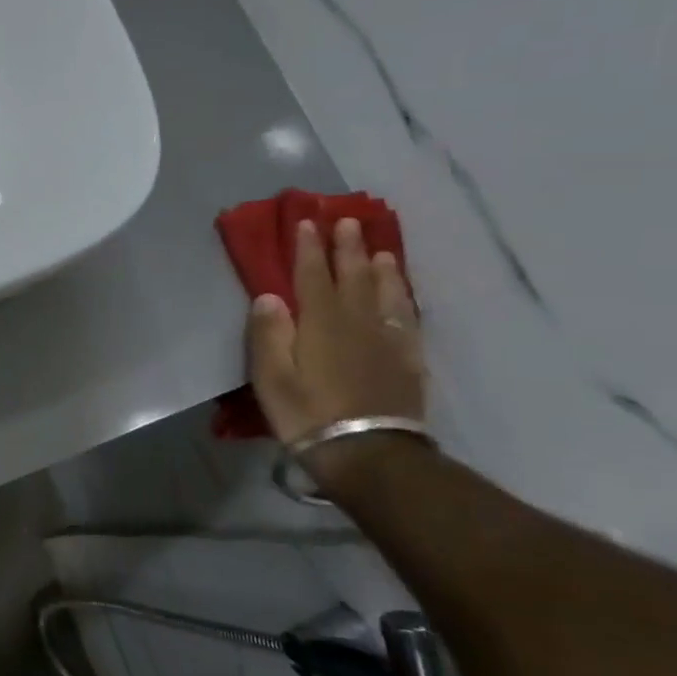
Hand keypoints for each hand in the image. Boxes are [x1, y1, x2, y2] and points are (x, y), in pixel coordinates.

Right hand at [247, 217, 424, 485]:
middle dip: (347, 248)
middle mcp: (356, 322)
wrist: (368, 453)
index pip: (312, 275)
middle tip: (348, 221)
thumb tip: (269, 296)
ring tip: (380, 250)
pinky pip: (407, 319)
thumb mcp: (271, 375)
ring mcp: (387, 340)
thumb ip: (269, 333)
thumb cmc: (307, 413)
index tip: (307, 222)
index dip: (308, 248)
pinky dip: (403, 300)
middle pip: (353, 277)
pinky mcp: (407, 361)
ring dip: (381, 269)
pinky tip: (402, 295)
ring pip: (385, 293)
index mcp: (320, 322)